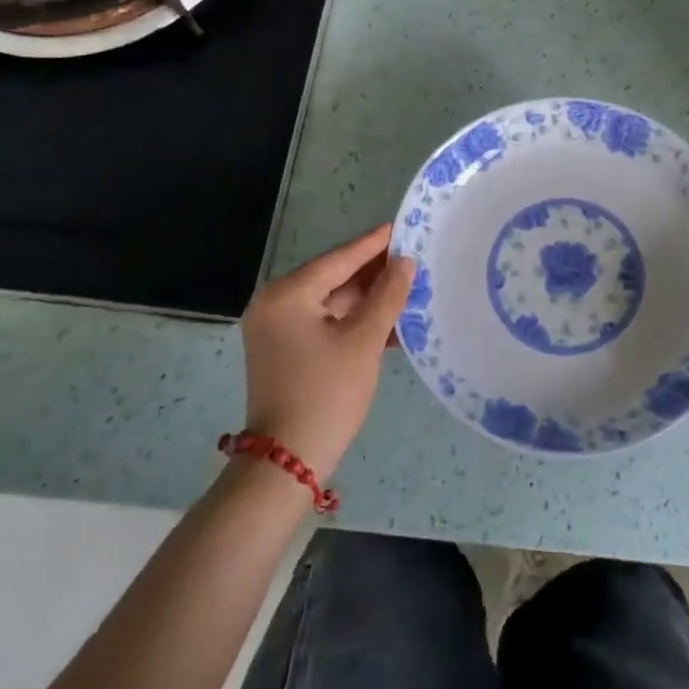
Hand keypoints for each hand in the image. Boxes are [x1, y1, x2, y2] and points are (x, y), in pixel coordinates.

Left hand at [238, 224, 414, 481]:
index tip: (402, 226)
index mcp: (287, 294)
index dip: (374, 244)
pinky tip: (390, 321)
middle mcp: (276, 304)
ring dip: (368, 299)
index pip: (339, 259)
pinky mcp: (285, 350)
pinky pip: (325, 323)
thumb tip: (405, 262)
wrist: (288, 461)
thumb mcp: (364, 340)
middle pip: (334, 278)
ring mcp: (278, 329)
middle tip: (413, 257)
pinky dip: (354, 321)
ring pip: (332, 302)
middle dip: (374, 273)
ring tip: (409, 287)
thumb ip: (387, 296)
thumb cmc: (327, 393)